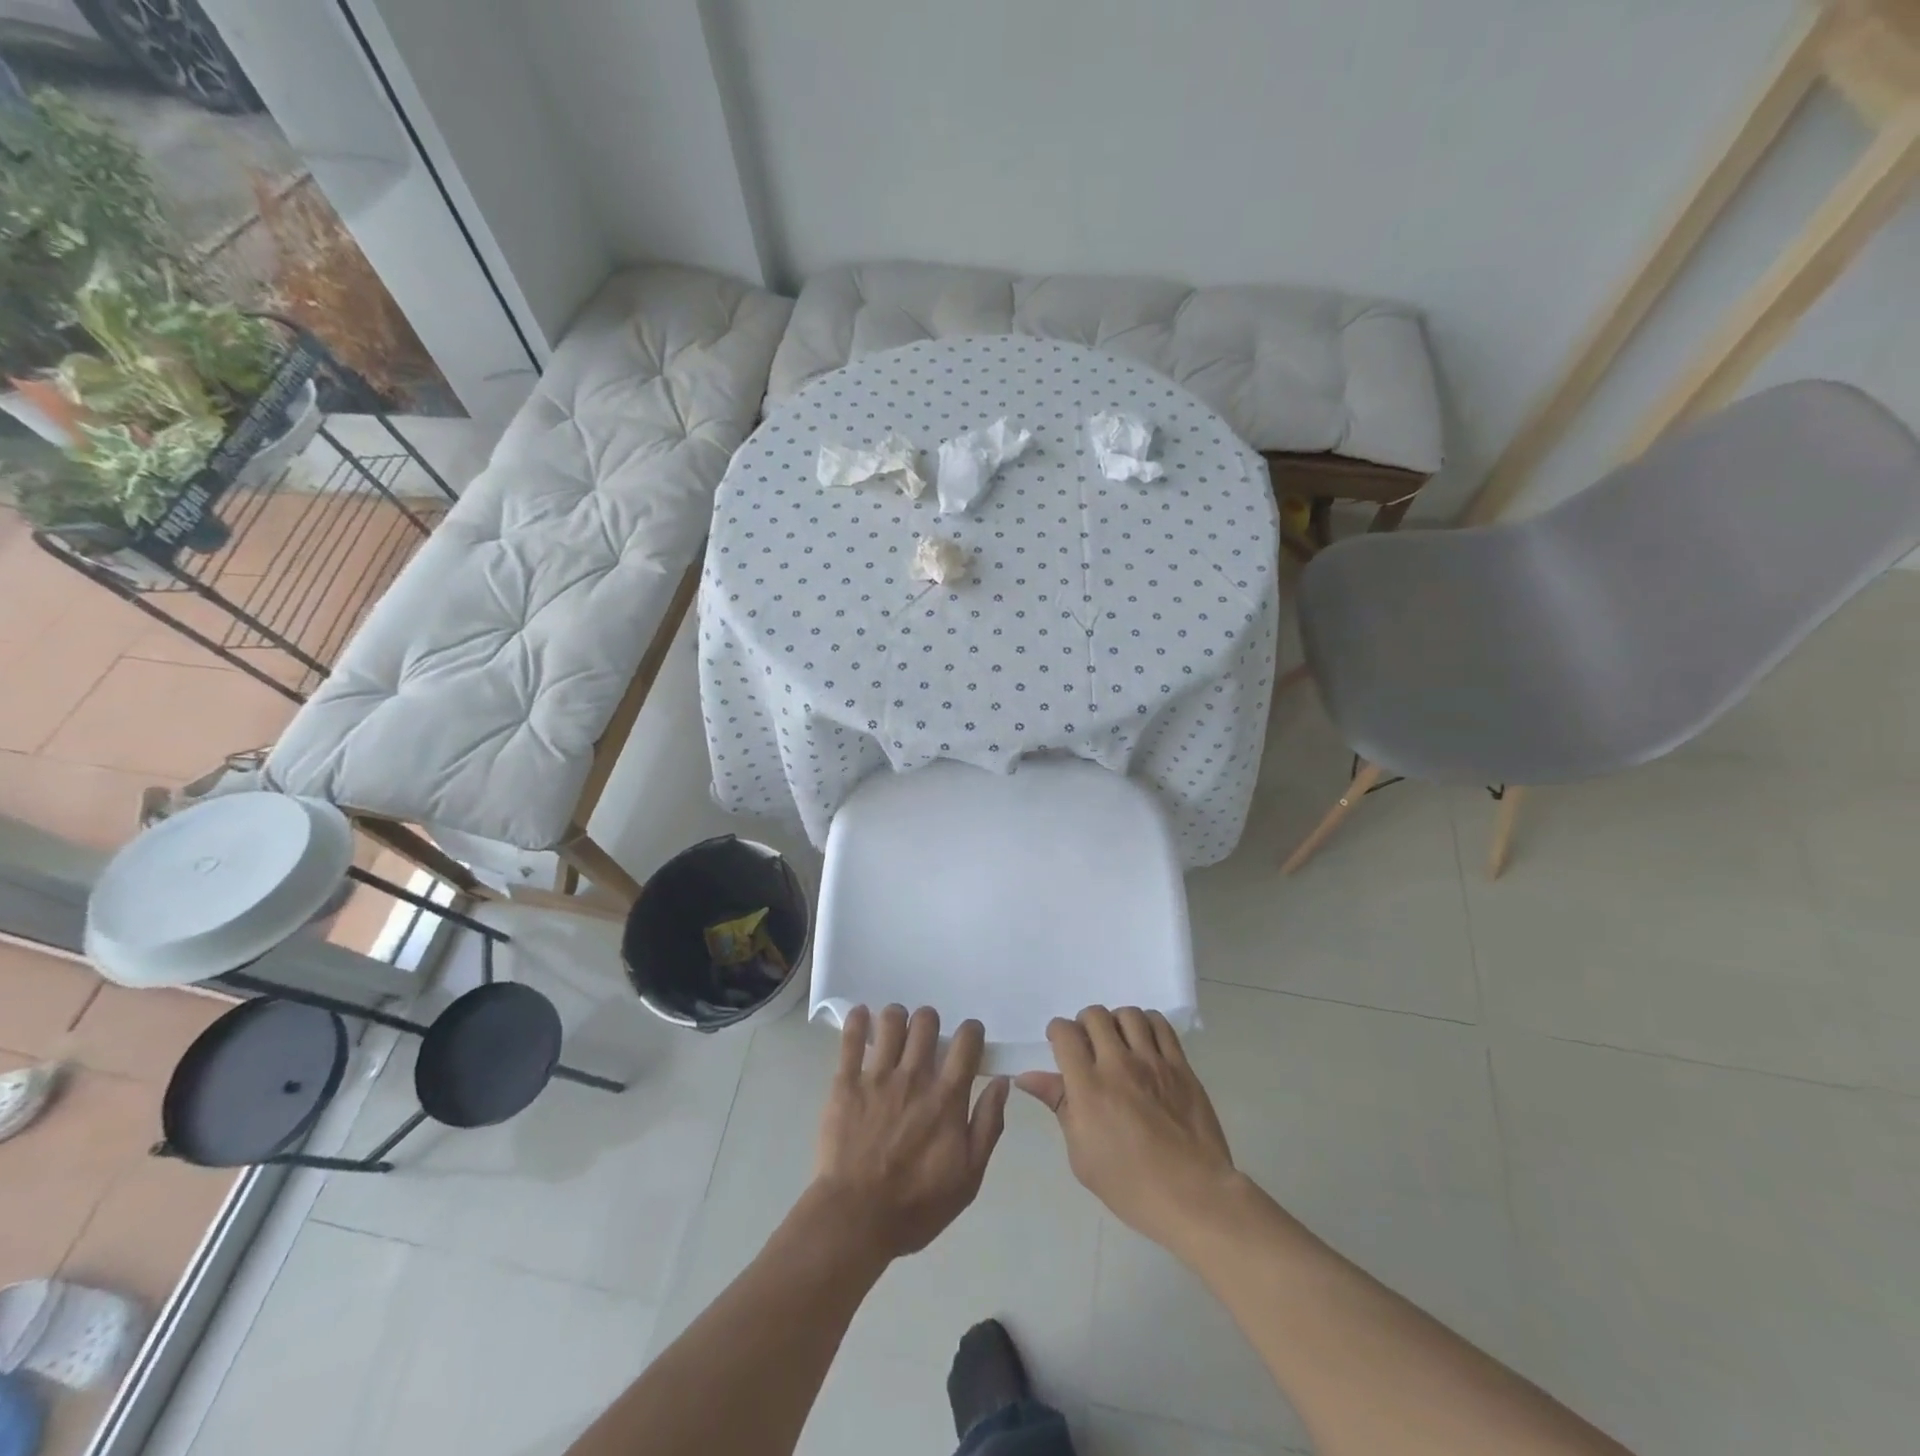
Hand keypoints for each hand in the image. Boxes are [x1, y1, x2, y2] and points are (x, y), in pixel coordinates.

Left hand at [812, 1005, 1010, 1258]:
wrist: (855, 1219)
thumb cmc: (916, 1205)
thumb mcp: (969, 1177)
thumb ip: (988, 1125)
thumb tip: (1001, 1083)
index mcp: (946, 1097)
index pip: (966, 1041)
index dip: (971, 1032)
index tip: (968, 1039)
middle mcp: (914, 1076)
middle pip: (926, 1021)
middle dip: (930, 1022)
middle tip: (926, 1040)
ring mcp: (877, 1076)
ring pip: (890, 1021)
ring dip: (897, 1019)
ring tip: (895, 1032)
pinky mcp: (845, 1083)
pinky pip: (850, 1039)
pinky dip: (856, 1020)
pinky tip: (861, 1015)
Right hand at [1016, 1007, 1235, 1248]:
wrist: (1193, 1196)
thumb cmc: (1129, 1185)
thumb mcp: (1081, 1154)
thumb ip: (1058, 1105)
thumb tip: (1027, 1077)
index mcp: (1088, 1087)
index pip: (1065, 1033)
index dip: (1057, 1032)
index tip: (1059, 1045)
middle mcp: (1118, 1065)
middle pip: (1094, 1016)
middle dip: (1084, 1024)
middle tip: (1087, 1045)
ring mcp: (1153, 1062)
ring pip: (1128, 1014)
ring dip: (1116, 1022)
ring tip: (1118, 1042)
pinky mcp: (1180, 1066)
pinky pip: (1161, 1025)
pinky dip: (1147, 1024)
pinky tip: (1144, 1042)